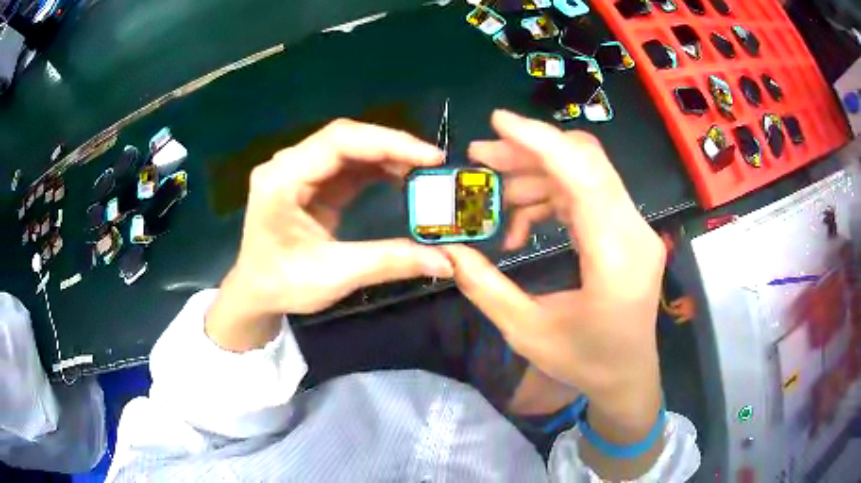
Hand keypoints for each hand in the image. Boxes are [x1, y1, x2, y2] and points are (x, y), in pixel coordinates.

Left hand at [206, 119, 453, 350]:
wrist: (255, 292)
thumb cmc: (282, 284)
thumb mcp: (334, 276)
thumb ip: (389, 262)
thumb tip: (446, 262)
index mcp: (281, 180)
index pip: (338, 142)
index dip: (387, 143)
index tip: (430, 158)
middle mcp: (287, 165)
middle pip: (345, 137)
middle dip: (392, 146)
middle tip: (433, 164)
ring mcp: (298, 169)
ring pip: (350, 147)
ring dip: (387, 155)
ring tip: (424, 171)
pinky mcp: (311, 180)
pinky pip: (348, 163)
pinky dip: (377, 167)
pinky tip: (402, 176)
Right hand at [441, 111, 665, 440]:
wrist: (628, 376)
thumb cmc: (584, 363)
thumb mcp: (527, 332)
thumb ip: (484, 286)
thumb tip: (448, 249)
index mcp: (616, 258)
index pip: (583, 177)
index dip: (540, 141)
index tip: (497, 122)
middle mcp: (634, 233)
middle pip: (587, 163)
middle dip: (530, 151)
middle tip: (480, 156)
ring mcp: (636, 229)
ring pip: (586, 174)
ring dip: (538, 174)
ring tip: (494, 191)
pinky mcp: (628, 232)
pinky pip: (588, 195)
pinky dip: (552, 197)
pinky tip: (523, 220)